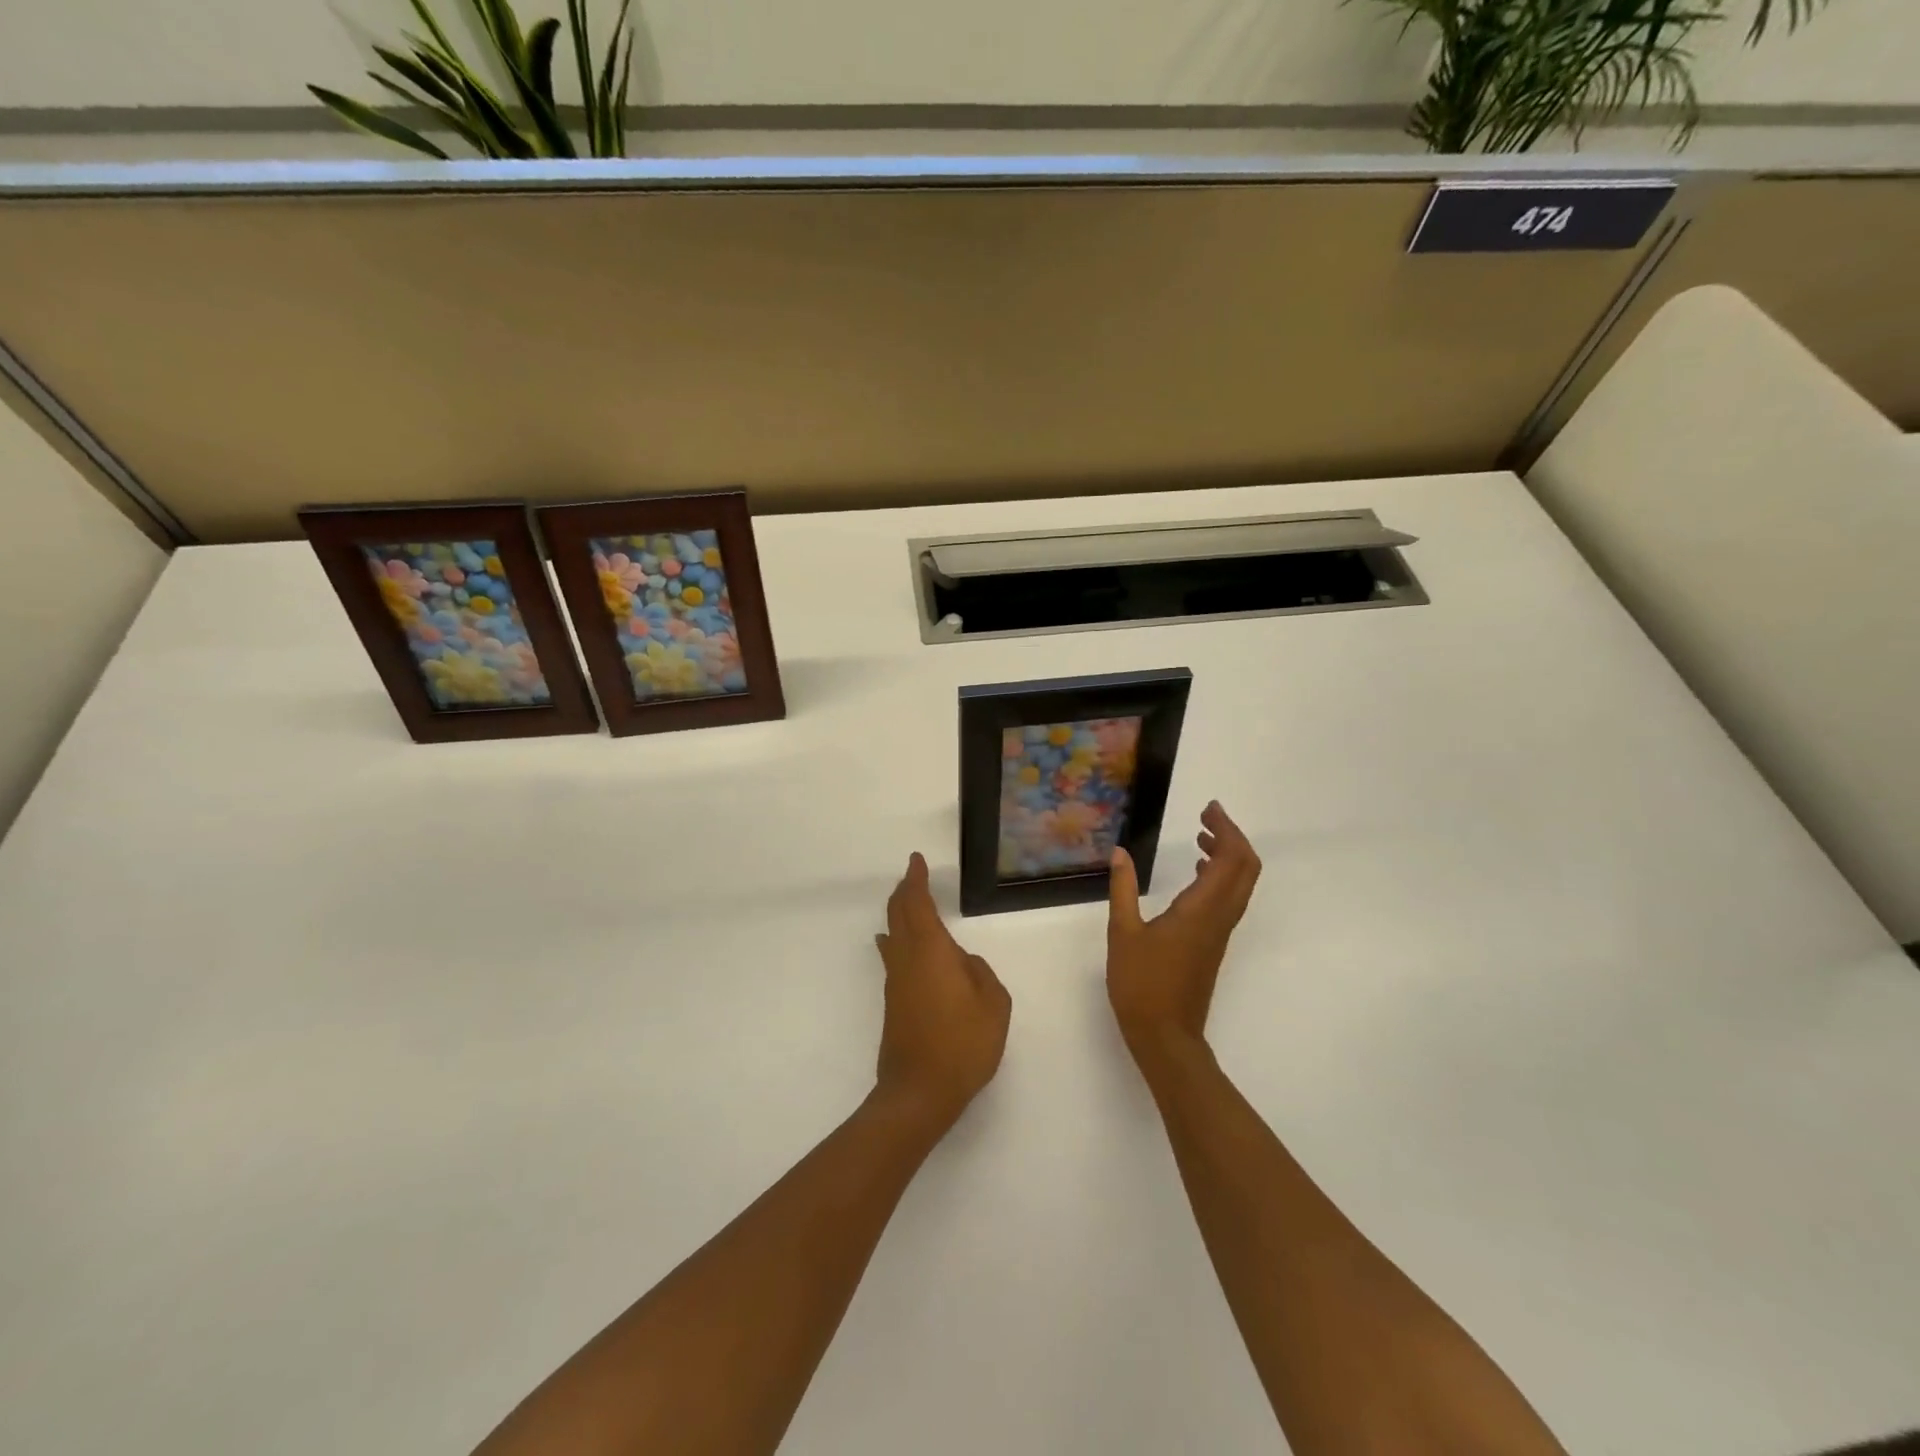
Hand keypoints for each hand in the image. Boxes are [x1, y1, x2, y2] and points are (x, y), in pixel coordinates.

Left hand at [873, 853, 1011, 1131]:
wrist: (919, 1092)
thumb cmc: (963, 1044)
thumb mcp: (994, 1005)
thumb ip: (981, 973)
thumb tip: (962, 961)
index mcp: (931, 950)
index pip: (918, 903)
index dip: (916, 880)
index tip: (916, 860)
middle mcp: (907, 958)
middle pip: (898, 914)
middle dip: (904, 891)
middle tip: (911, 875)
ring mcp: (896, 981)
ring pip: (892, 934)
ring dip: (898, 913)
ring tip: (906, 901)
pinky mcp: (893, 1002)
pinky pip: (893, 956)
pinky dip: (895, 939)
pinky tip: (894, 943)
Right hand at [1107, 801, 1261, 1065]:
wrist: (1166, 1036)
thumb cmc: (1141, 984)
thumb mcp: (1122, 933)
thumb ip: (1123, 889)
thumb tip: (1120, 853)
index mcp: (1201, 910)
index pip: (1231, 859)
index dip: (1226, 829)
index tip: (1207, 809)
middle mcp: (1219, 917)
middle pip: (1246, 868)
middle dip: (1232, 837)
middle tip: (1206, 818)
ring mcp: (1220, 932)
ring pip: (1241, 885)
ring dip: (1228, 856)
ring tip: (1200, 838)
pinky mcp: (1214, 944)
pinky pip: (1230, 899)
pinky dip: (1220, 876)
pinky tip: (1195, 873)